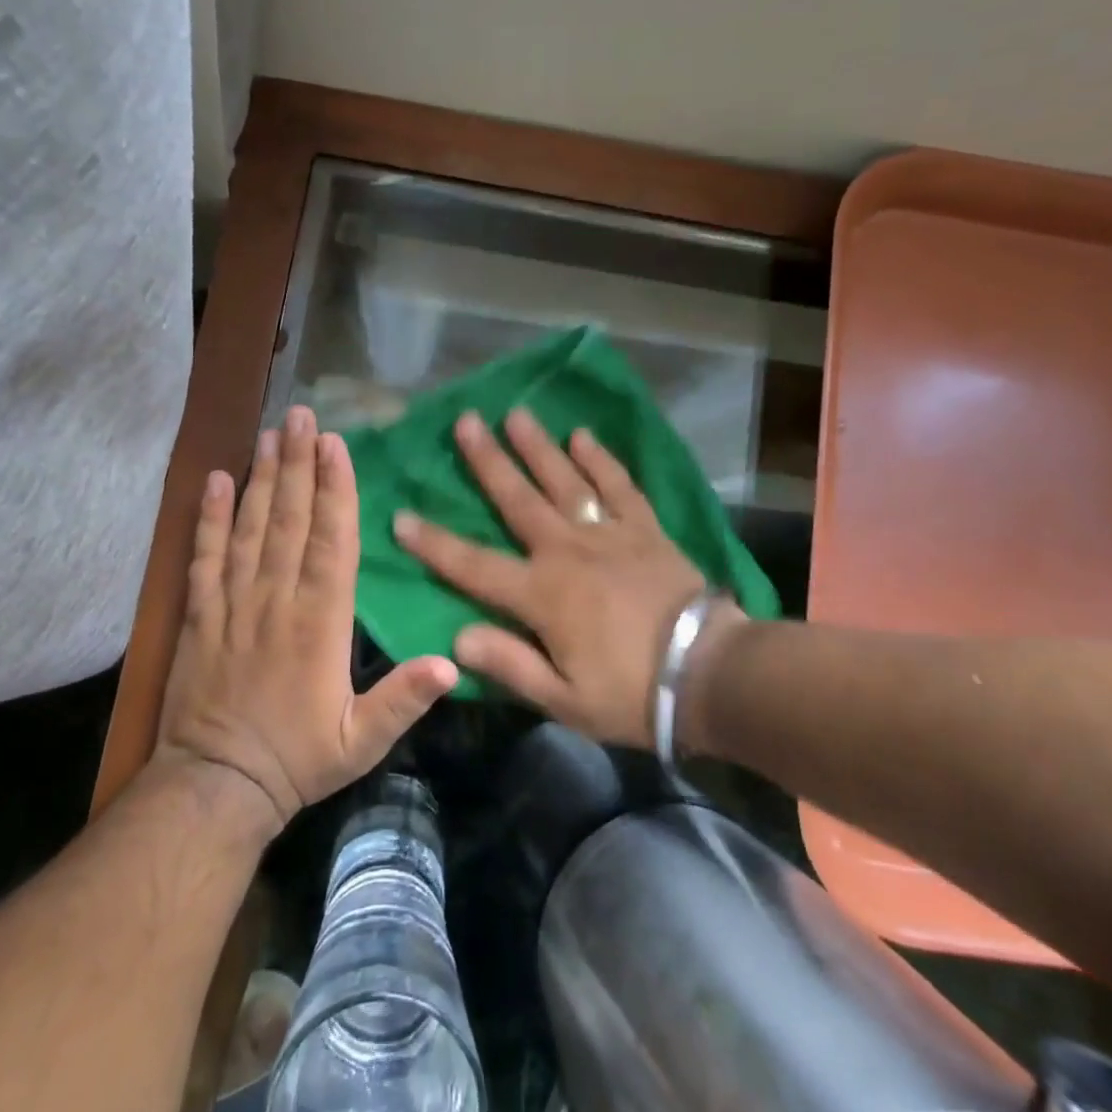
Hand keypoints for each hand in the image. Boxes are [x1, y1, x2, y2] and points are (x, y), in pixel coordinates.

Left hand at [156, 405, 456, 834]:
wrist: (215, 787)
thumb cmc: (298, 760)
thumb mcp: (362, 741)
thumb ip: (404, 700)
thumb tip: (453, 662)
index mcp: (320, 622)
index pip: (330, 542)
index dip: (335, 490)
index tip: (335, 446)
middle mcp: (277, 599)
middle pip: (290, 519)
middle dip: (299, 463)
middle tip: (301, 415)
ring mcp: (233, 602)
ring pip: (250, 527)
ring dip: (262, 477)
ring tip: (270, 432)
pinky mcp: (200, 613)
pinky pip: (205, 556)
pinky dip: (209, 516)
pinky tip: (216, 480)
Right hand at [392, 407, 740, 747]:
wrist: (710, 674)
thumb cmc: (631, 693)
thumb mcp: (564, 698)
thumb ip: (510, 664)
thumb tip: (456, 637)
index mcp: (541, 594)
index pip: (473, 565)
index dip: (434, 543)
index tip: (401, 516)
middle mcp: (568, 551)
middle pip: (518, 499)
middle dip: (488, 461)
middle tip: (466, 421)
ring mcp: (609, 534)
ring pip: (565, 481)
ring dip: (538, 446)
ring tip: (516, 413)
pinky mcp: (645, 529)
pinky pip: (619, 486)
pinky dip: (601, 460)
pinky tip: (583, 436)